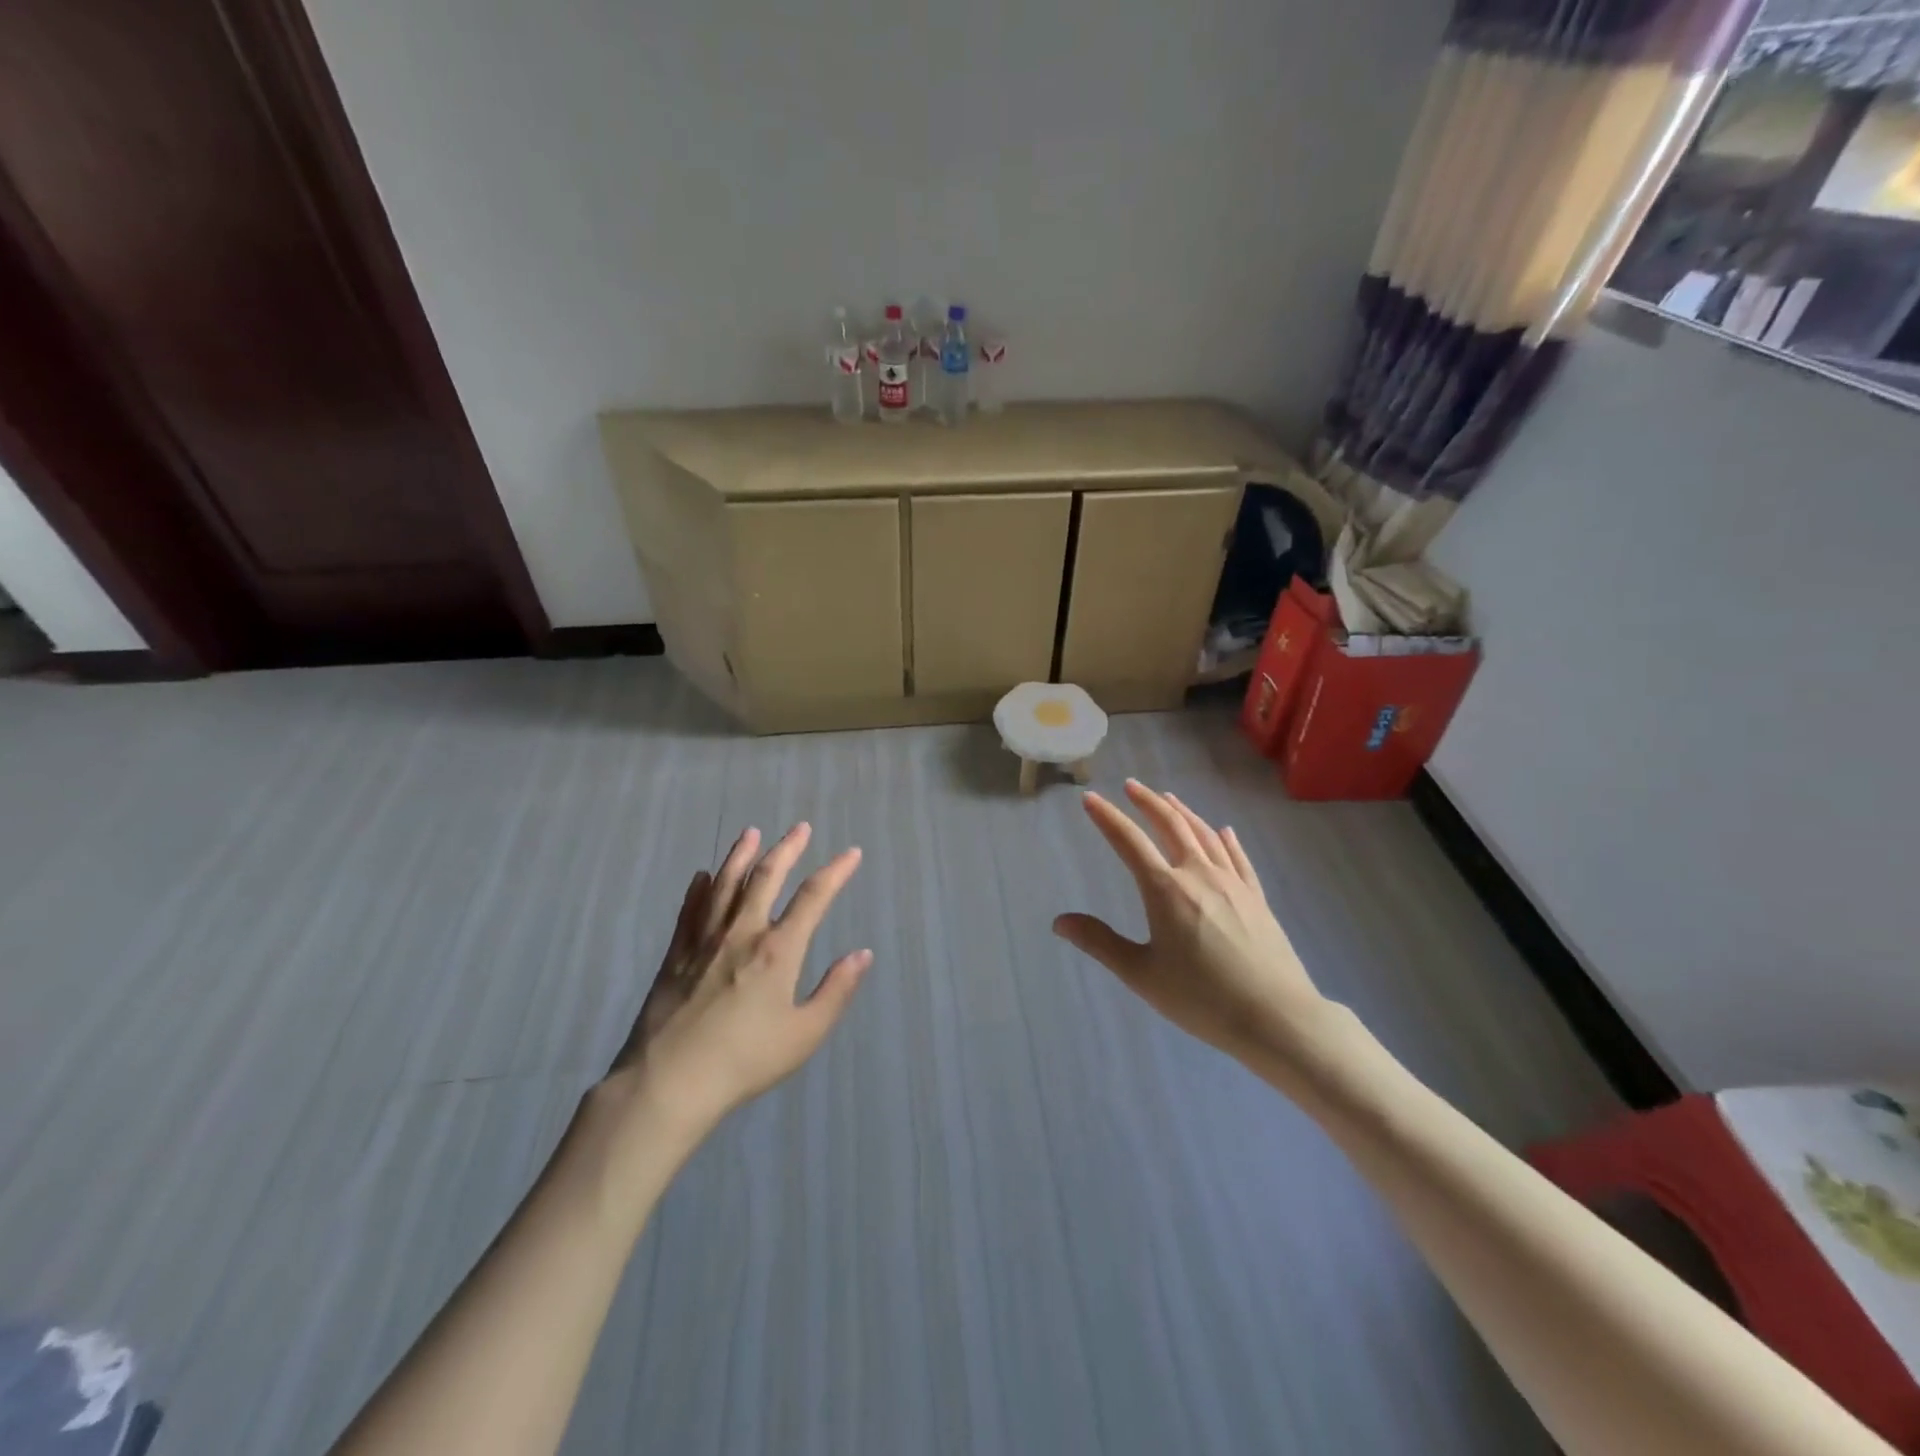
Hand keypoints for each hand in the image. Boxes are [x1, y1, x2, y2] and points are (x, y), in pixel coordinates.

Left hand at [605, 823, 870, 1140]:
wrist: (669, 1082)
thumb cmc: (744, 1061)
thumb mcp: (804, 1034)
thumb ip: (836, 991)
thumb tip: (862, 954)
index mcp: (778, 950)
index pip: (813, 897)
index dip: (835, 872)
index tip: (851, 854)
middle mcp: (742, 933)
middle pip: (766, 877)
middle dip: (787, 849)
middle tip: (800, 827)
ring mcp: (704, 940)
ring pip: (725, 884)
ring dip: (741, 855)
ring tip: (751, 833)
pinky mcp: (675, 955)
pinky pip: (690, 910)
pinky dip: (700, 889)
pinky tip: (703, 876)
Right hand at [1054, 780, 1330, 1068]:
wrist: (1277, 1017)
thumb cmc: (1202, 998)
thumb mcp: (1142, 974)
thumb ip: (1100, 942)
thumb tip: (1059, 922)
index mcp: (1165, 890)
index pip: (1129, 842)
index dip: (1107, 818)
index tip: (1090, 798)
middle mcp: (1198, 874)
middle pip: (1171, 825)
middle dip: (1147, 802)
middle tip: (1130, 785)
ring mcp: (1232, 883)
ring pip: (1205, 834)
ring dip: (1183, 812)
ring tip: (1168, 798)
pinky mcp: (1257, 897)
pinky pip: (1238, 857)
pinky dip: (1226, 839)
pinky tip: (1224, 831)